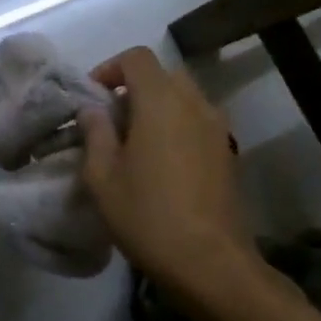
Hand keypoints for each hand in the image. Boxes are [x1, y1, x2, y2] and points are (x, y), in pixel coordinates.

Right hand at [79, 47, 258, 298]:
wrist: (209, 262)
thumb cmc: (147, 215)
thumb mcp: (103, 177)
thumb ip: (95, 133)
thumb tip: (92, 109)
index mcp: (161, 102)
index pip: (137, 58)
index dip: (110, 68)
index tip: (93, 97)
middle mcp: (195, 104)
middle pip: (164, 75)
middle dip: (135, 88)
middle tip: (112, 120)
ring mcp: (217, 128)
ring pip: (184, 98)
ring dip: (157, 107)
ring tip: (135, 143)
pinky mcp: (228, 152)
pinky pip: (197, 122)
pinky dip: (176, 126)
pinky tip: (161, 164)